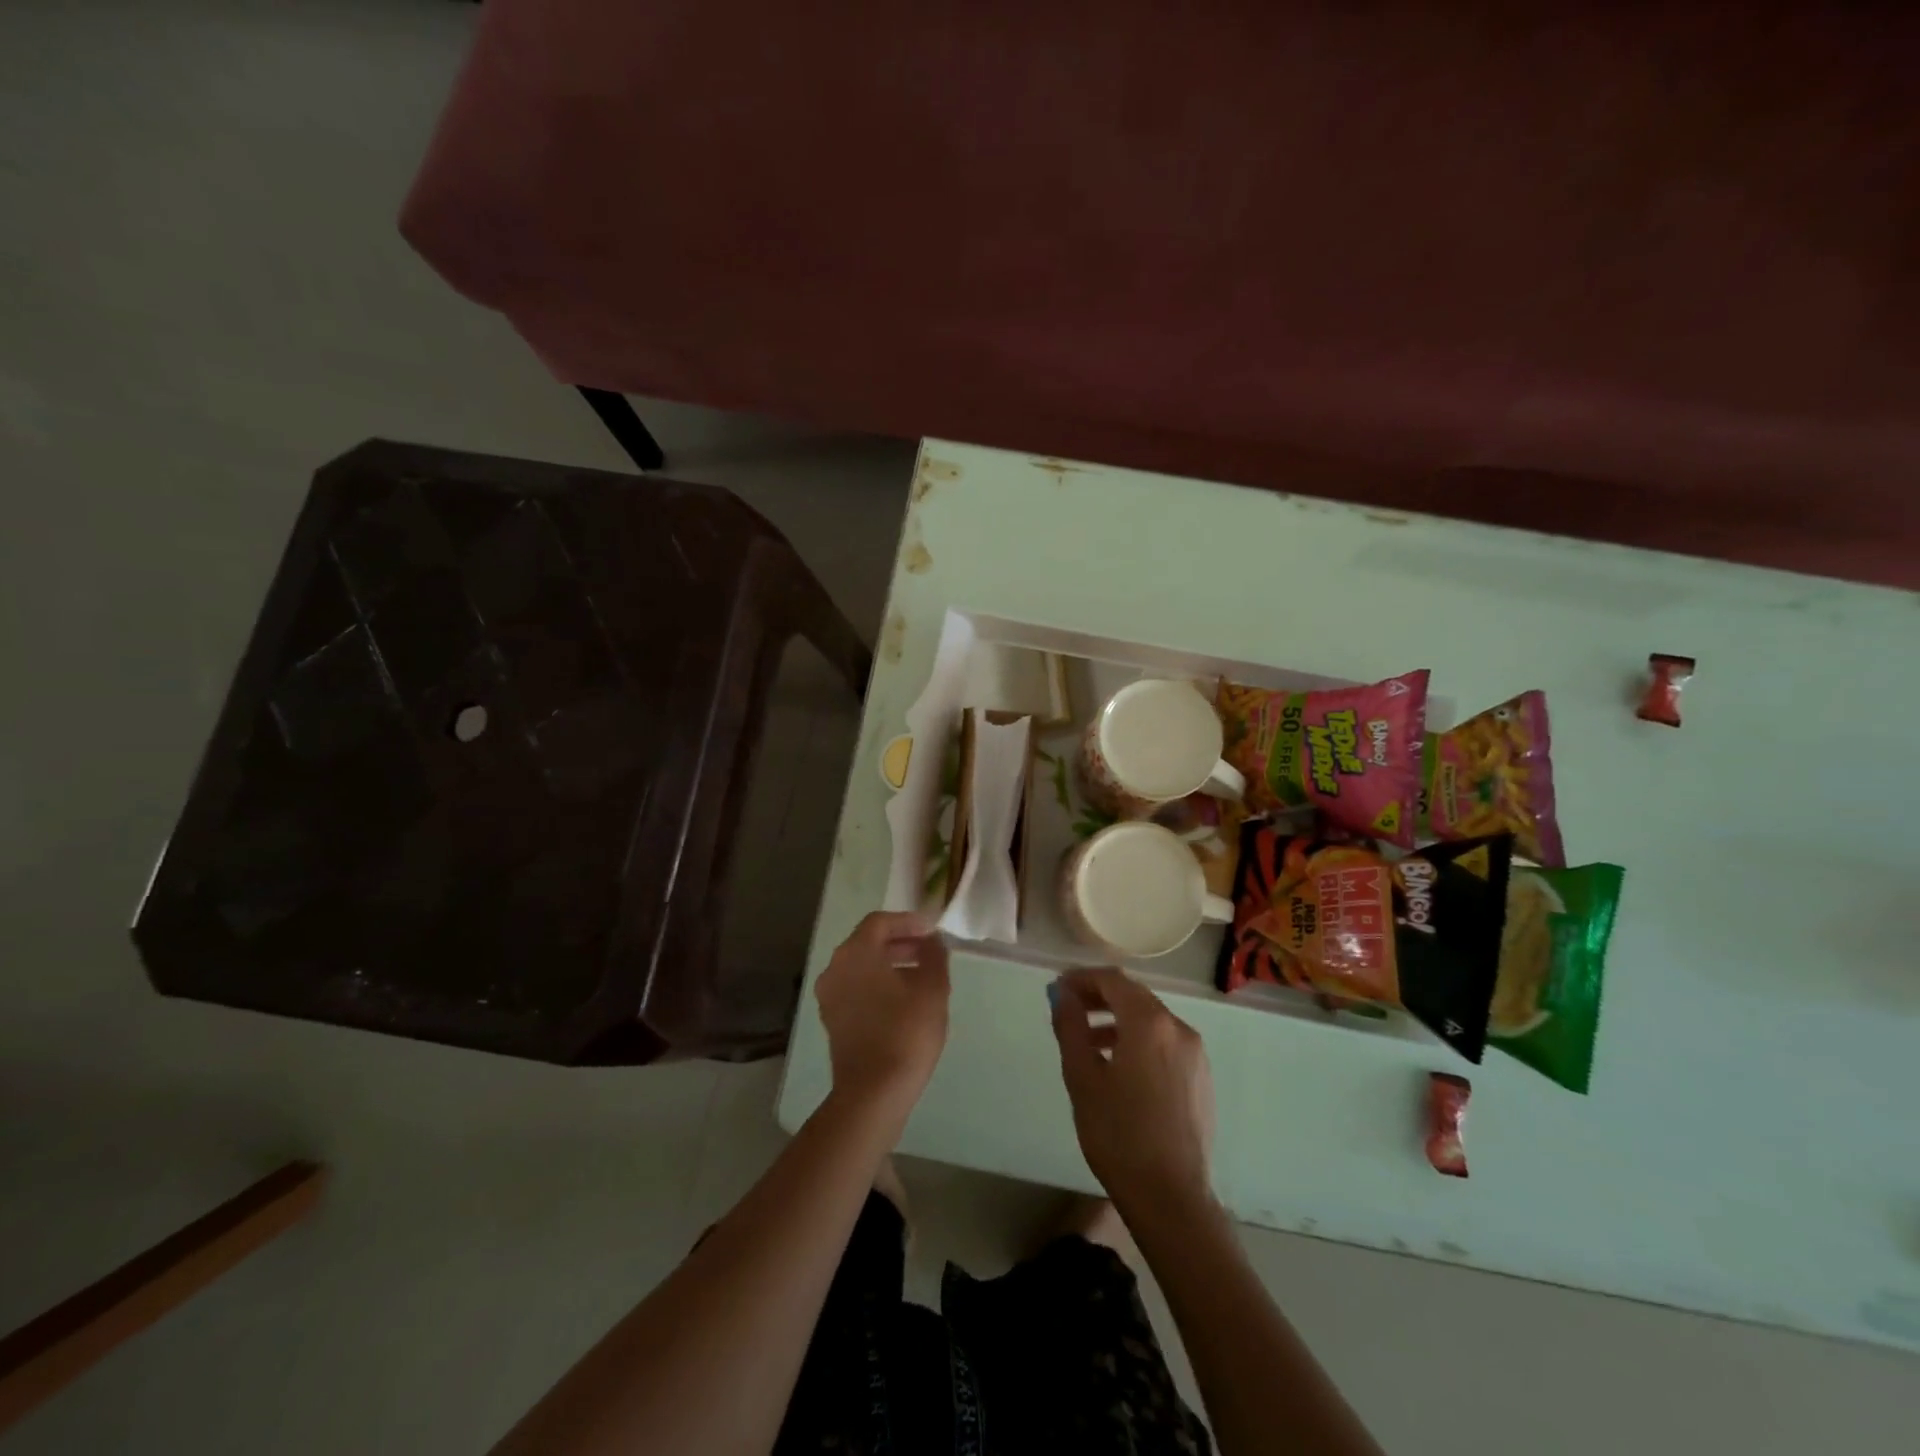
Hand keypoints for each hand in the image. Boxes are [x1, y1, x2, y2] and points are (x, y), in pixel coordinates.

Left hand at [815, 912, 950, 1127]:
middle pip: (868, 942)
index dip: (909, 922)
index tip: (933, 930)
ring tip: (923, 976)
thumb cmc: (906, 1033)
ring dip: (891, 964)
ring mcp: (829, 995)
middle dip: (901, 942)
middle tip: (930, 950)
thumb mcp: (932, 989)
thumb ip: (934, 956)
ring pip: (862, 967)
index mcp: (855, 953)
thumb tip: (933, 942)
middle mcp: (835, 967)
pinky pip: (857, 988)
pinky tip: (904, 1000)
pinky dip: (879, 984)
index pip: (880, 922)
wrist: (873, 1093)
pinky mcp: (832, 1019)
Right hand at [1050, 966, 1214, 1217]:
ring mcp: (1196, 1054)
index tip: (1058, 988)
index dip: (1083, 978)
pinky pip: (1166, 1044)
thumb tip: (1062, 994)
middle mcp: (1179, 1028)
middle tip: (1070, 1009)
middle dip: (1100, 997)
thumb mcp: (1082, 1077)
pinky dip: (1139, 1041)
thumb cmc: (1118, 1135)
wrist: (1171, 1198)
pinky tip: (1120, 1068)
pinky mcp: (1202, 1079)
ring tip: (1089, 1042)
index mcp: (1149, 1023)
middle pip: (1135, 997)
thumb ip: (1071, 1027)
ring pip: (1152, 1021)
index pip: (1113, 981)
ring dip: (1119, 1021)